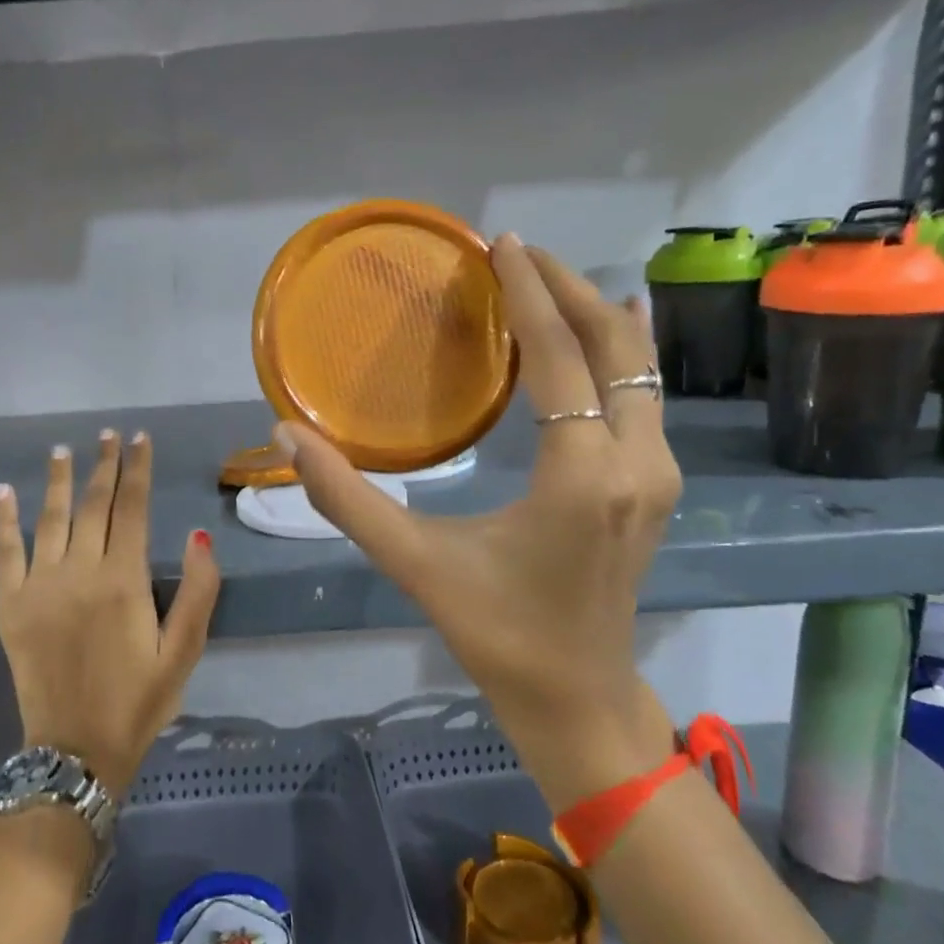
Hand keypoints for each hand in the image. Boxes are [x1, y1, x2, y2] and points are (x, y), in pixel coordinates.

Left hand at [0, 431, 221, 797]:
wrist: (76, 750)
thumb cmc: (139, 700)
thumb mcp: (184, 651)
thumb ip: (199, 591)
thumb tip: (198, 534)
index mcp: (124, 580)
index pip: (133, 508)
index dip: (137, 469)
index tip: (140, 439)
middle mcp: (80, 571)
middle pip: (93, 504)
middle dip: (104, 465)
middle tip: (109, 435)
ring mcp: (40, 586)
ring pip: (50, 518)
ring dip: (58, 480)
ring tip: (63, 449)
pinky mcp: (11, 605)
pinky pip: (6, 552)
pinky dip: (4, 519)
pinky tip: (4, 492)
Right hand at [279, 235, 681, 809]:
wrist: (577, 699)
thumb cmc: (496, 633)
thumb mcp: (414, 564)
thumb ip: (346, 499)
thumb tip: (286, 436)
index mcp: (581, 475)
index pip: (560, 356)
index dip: (530, 294)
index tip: (503, 244)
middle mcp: (635, 462)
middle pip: (615, 347)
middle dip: (569, 289)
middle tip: (519, 254)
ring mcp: (658, 474)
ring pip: (639, 369)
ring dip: (596, 318)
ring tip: (546, 283)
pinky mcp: (657, 486)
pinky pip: (645, 397)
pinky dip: (616, 354)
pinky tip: (599, 333)